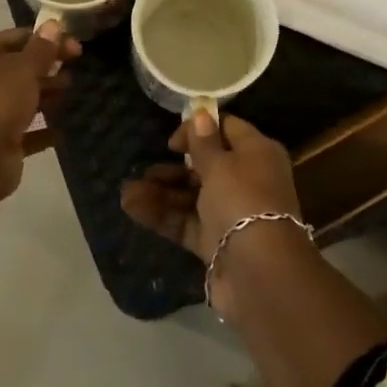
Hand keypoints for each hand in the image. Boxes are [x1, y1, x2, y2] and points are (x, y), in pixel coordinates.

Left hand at [0, 23, 79, 201]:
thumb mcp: (24, 68)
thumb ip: (42, 48)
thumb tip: (53, 24)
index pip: (18, 37)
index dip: (47, 39)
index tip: (75, 46)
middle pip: (20, 67)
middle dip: (48, 67)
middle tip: (75, 69)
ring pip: (23, 98)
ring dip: (46, 95)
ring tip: (69, 92)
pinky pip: (26, 131)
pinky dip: (42, 129)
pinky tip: (61, 130)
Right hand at [120, 111, 302, 314]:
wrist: (259, 273)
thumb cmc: (242, 201)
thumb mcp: (221, 165)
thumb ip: (205, 143)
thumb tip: (202, 114)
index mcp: (257, 153)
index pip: (228, 130)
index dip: (200, 129)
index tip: (172, 141)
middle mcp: (246, 180)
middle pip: (206, 166)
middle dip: (173, 166)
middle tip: (145, 168)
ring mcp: (230, 213)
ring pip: (192, 196)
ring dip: (161, 192)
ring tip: (126, 192)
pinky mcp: (215, 242)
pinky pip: (186, 222)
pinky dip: (162, 215)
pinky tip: (132, 208)